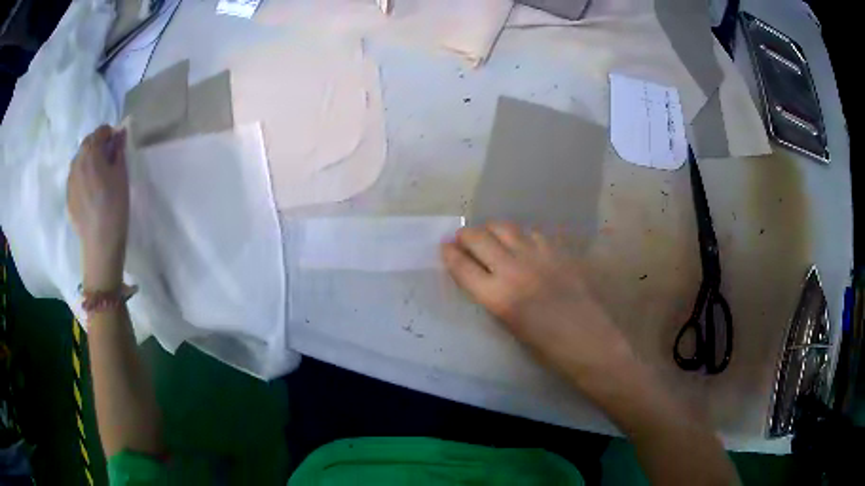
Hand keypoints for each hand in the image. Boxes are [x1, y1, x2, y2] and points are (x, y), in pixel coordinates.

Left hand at [67, 125, 128, 290]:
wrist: (100, 243)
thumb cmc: (114, 205)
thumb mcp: (122, 174)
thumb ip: (119, 150)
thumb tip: (119, 135)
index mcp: (90, 152)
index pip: (100, 131)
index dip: (110, 134)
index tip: (117, 143)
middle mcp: (76, 162)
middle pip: (87, 145)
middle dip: (97, 147)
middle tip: (108, 160)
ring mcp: (69, 181)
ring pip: (79, 163)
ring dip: (88, 162)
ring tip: (98, 178)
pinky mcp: (68, 198)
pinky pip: (75, 180)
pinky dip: (83, 179)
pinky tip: (91, 194)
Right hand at [441, 223, 638, 393]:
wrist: (589, 343)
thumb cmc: (546, 348)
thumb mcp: (509, 326)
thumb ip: (493, 297)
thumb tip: (482, 276)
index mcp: (497, 297)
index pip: (462, 266)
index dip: (449, 254)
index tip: (444, 248)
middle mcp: (513, 270)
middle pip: (479, 238)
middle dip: (465, 236)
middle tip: (462, 240)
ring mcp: (538, 257)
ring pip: (505, 228)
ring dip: (490, 230)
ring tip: (489, 237)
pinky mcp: (558, 252)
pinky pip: (532, 233)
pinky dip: (520, 235)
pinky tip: (522, 244)